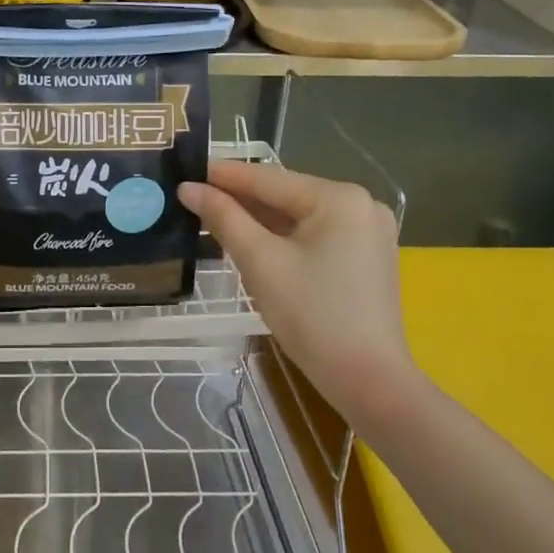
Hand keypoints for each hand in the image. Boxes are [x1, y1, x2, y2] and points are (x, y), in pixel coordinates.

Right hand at [180, 160, 422, 429]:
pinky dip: (282, 237)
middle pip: (285, 195)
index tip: (184, 171)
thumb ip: (224, 218)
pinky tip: (251, 240)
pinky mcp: (367, 256)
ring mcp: (368, 231)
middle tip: (193, 198)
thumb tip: (188, 188)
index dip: (222, 175)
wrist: (369, 381)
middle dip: (240, 199)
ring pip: (298, 216)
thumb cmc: (312, 316)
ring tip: (212, 217)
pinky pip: (315, 235)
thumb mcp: (261, 262)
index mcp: (339, 198)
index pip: (268, 178)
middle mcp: (360, 204)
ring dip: (258, 219)